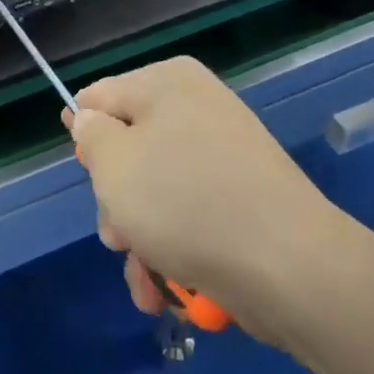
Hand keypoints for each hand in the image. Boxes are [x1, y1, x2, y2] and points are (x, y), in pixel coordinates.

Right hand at [64, 57, 353, 341]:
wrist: (289, 266)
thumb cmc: (186, 202)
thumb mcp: (114, 164)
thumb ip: (91, 135)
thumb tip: (90, 122)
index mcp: (167, 82)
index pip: (100, 98)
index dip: (84, 138)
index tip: (86, 177)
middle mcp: (197, 108)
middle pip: (128, 149)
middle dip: (115, 201)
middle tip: (117, 236)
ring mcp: (223, 154)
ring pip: (155, 191)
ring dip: (140, 238)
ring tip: (146, 278)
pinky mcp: (242, 198)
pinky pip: (189, 214)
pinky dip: (172, 250)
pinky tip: (166, 291)